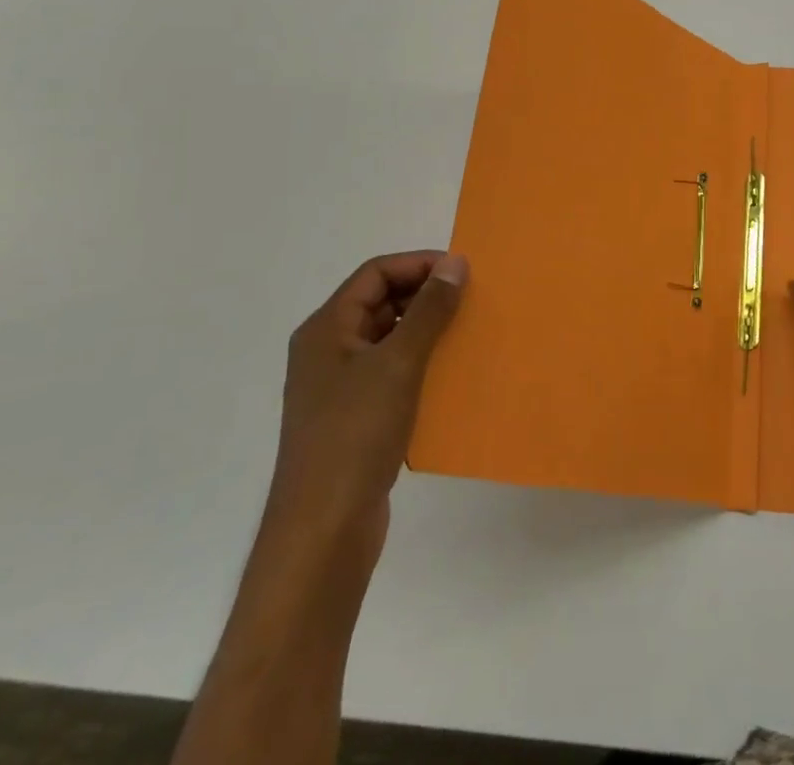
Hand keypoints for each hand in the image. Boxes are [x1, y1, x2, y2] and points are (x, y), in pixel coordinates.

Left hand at [266, 250, 467, 565]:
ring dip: (426, 330)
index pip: (375, 274)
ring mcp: (338, 387)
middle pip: (380, 302)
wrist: (323, 531)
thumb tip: (455, 263)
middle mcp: (327, 351)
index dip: (418, 264)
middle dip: (425, 295)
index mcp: (326, 329)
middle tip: (470, 299)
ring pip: (388, 338)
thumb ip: (429, 310)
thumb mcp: (399, 363)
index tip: (462, 271)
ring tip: (467, 332)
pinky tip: (450, 375)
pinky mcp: (353, 417)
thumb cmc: (356, 434)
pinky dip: (420, 364)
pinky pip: (391, 372)